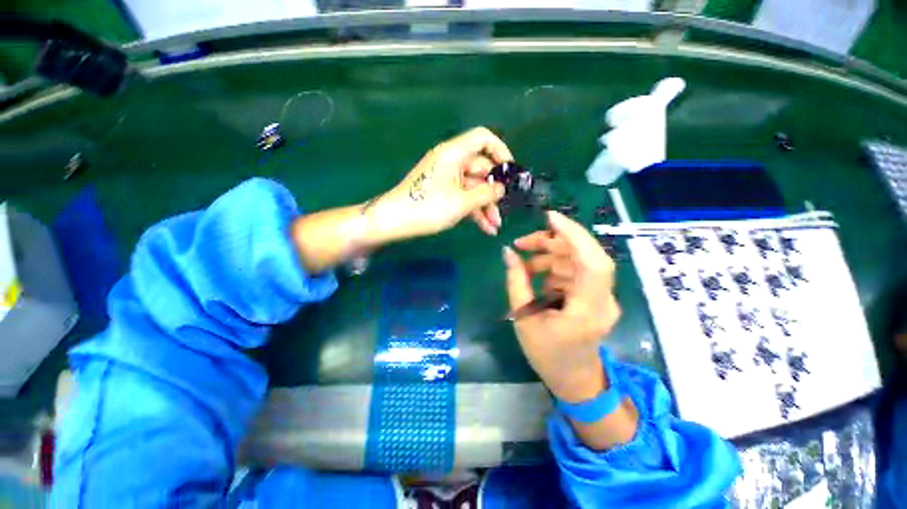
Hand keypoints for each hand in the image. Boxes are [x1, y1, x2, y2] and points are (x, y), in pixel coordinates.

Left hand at [367, 127, 512, 242]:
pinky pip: (464, 197)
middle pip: (481, 169)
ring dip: (485, 206)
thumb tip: (502, 188)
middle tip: (503, 211)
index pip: (483, 138)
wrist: (394, 221)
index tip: (510, 172)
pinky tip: (485, 227)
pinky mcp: (443, 192)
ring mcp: (447, 178)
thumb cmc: (428, 207)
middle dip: (494, 192)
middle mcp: (452, 161)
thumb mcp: (461, 202)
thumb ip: (486, 193)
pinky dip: (474, 210)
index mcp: (454, 153)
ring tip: (495, 227)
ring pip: (474, 187)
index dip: (500, 151)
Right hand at [502, 211, 620, 402]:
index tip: (549, 217)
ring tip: (524, 264)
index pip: (592, 263)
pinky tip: (536, 274)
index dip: (574, 235)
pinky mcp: (595, 295)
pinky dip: (554, 265)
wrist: (575, 379)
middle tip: (522, 243)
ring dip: (550, 254)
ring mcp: (602, 297)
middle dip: (552, 241)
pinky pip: (575, 270)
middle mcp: (603, 300)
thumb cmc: (547, 355)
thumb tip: (508, 252)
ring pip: (578, 259)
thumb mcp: (523, 318)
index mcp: (586, 311)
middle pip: (584, 255)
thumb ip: (516, 282)